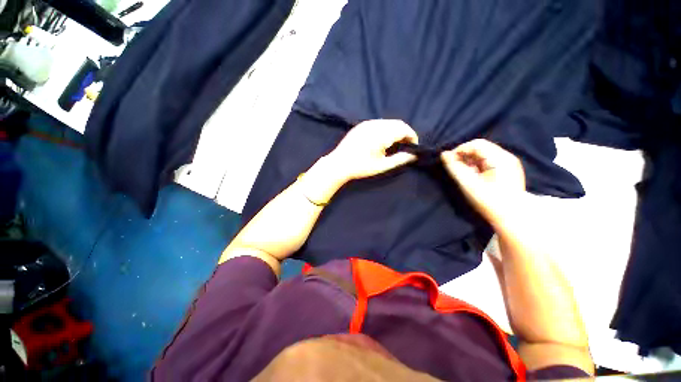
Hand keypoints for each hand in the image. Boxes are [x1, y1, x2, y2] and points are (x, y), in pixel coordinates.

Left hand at [326, 119, 418, 181]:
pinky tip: (382, 140)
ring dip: (395, 130)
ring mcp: (367, 123)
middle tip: (405, 145)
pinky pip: (378, 123)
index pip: (404, 129)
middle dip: (404, 133)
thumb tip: (413, 155)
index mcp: (382, 134)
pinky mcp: (361, 125)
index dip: (412, 136)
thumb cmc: (361, 167)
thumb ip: (399, 159)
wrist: (339, 164)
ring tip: (395, 143)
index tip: (413, 146)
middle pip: (397, 123)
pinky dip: (385, 129)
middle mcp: (375, 124)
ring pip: (388, 122)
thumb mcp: (382, 166)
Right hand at [441, 139, 524, 223]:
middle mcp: (506, 157)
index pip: (476, 144)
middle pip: (481, 148)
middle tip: (453, 167)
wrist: (511, 218)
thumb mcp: (468, 183)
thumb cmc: (489, 201)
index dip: (460, 150)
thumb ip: (455, 168)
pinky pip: (488, 163)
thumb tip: (443, 154)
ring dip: (469, 161)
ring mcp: (508, 164)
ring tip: (461, 172)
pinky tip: (471, 175)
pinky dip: (476, 166)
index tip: (448, 161)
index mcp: (500, 158)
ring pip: (483, 155)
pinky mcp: (506, 172)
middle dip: (464, 155)